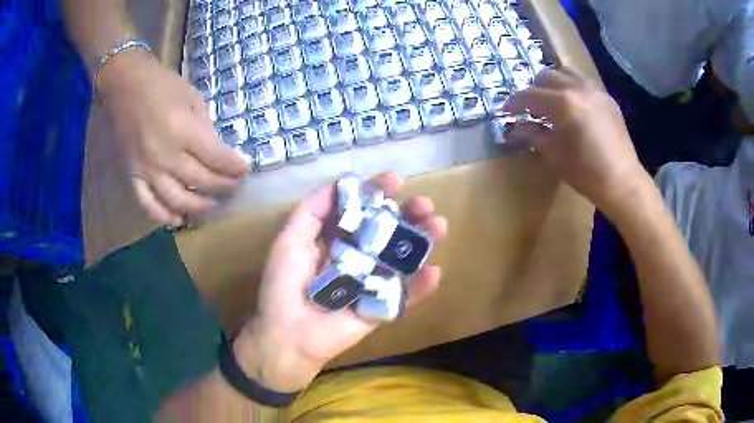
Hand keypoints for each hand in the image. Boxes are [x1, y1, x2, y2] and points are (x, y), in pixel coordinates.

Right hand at [97, 50, 249, 225]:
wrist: (124, 86)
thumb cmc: (161, 85)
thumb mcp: (192, 98)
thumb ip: (205, 127)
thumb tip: (218, 151)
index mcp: (182, 130)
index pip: (216, 158)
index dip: (234, 167)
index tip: (244, 170)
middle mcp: (165, 155)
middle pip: (200, 181)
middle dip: (223, 186)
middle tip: (234, 187)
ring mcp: (147, 169)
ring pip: (177, 200)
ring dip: (198, 206)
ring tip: (212, 204)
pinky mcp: (132, 176)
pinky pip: (148, 205)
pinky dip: (164, 216)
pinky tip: (179, 219)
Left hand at [235, 173, 447, 391]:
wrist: (288, 336)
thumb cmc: (284, 286)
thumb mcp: (290, 241)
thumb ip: (312, 211)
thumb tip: (341, 182)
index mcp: (335, 239)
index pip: (362, 210)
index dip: (378, 193)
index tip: (396, 179)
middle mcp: (357, 257)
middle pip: (388, 231)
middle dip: (408, 214)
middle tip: (424, 204)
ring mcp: (372, 282)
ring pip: (401, 258)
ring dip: (422, 241)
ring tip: (438, 225)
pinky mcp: (380, 308)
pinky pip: (405, 296)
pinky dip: (421, 287)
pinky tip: (434, 272)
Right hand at [503, 68, 650, 215]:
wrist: (622, 182)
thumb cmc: (585, 173)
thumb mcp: (553, 154)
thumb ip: (532, 134)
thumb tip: (515, 127)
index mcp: (563, 103)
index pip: (530, 95)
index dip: (514, 102)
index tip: (506, 111)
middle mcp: (578, 88)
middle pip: (546, 76)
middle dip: (533, 89)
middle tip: (529, 107)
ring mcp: (595, 91)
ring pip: (566, 73)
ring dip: (553, 83)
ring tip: (551, 100)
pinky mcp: (607, 98)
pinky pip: (584, 82)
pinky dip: (572, 87)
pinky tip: (573, 105)